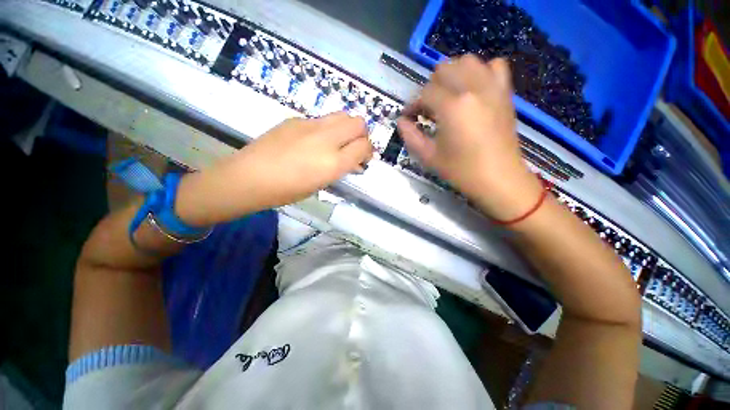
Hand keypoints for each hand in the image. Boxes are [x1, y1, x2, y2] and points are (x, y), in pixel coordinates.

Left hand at [176, 112, 372, 224]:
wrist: (249, 178)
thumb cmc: (287, 191)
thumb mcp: (321, 184)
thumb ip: (341, 169)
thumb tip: (354, 162)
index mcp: (333, 162)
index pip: (364, 146)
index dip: (368, 151)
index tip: (364, 159)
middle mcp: (326, 139)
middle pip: (358, 123)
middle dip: (362, 135)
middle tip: (354, 147)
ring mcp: (310, 125)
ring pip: (342, 115)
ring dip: (346, 128)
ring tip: (337, 142)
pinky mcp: (296, 119)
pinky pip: (321, 119)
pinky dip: (327, 129)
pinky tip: (313, 141)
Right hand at [397, 55, 542, 220]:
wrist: (499, 179)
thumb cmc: (461, 171)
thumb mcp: (429, 157)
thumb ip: (410, 136)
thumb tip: (401, 121)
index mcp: (452, 107)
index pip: (425, 93)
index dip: (413, 104)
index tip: (409, 116)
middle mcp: (473, 89)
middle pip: (445, 69)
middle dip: (430, 87)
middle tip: (427, 108)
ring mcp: (492, 88)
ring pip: (468, 61)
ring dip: (452, 74)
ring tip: (447, 95)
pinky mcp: (505, 93)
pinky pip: (494, 67)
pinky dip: (480, 72)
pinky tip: (473, 89)